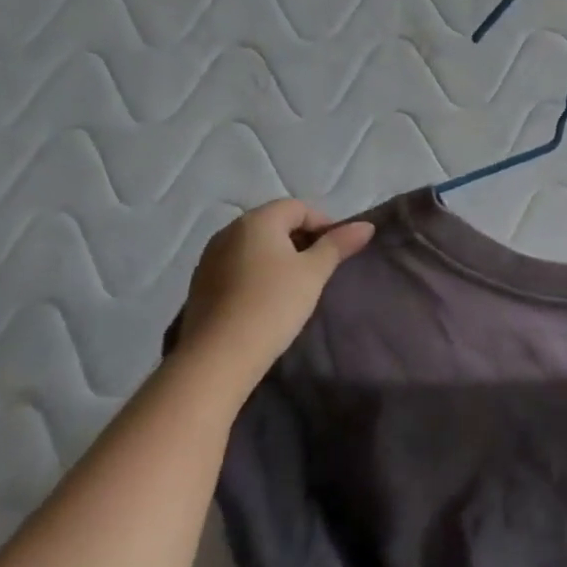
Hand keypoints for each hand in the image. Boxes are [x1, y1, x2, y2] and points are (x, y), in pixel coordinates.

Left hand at [178, 200, 375, 366]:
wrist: (216, 359)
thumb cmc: (272, 305)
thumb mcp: (313, 273)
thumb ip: (338, 245)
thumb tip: (366, 225)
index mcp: (257, 220)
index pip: (298, 208)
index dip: (323, 224)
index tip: (337, 251)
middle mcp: (229, 231)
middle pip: (274, 223)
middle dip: (300, 240)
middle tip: (319, 269)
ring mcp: (210, 258)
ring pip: (254, 246)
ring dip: (277, 257)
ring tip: (294, 286)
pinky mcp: (199, 285)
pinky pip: (236, 267)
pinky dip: (256, 274)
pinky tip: (265, 301)